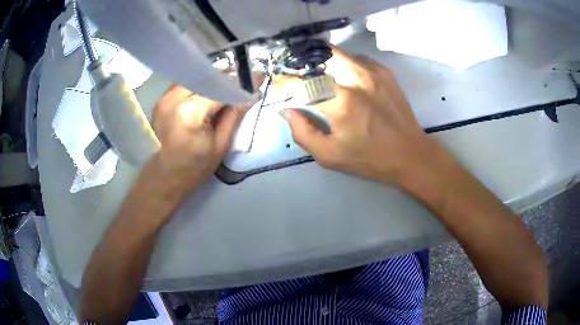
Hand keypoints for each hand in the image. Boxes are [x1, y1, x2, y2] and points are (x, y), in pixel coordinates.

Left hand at [150, 84, 253, 190]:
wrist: (166, 175)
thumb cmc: (196, 166)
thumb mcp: (221, 143)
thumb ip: (235, 114)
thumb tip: (253, 94)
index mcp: (191, 112)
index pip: (220, 88)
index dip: (240, 83)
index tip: (257, 79)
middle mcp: (175, 98)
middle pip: (206, 78)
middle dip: (226, 77)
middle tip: (241, 83)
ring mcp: (165, 97)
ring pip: (195, 78)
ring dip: (211, 80)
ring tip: (225, 87)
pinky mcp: (161, 100)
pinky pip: (184, 85)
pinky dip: (198, 86)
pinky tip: (207, 93)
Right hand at [278, 48, 439, 183]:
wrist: (410, 154)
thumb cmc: (369, 158)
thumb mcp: (329, 156)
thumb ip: (303, 132)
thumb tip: (288, 110)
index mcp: (341, 103)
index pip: (303, 83)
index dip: (286, 81)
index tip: (279, 82)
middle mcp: (356, 79)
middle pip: (321, 55)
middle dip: (305, 63)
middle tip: (301, 75)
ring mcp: (373, 72)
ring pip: (339, 53)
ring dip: (325, 62)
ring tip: (322, 75)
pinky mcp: (385, 72)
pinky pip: (358, 58)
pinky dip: (346, 64)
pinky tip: (347, 79)